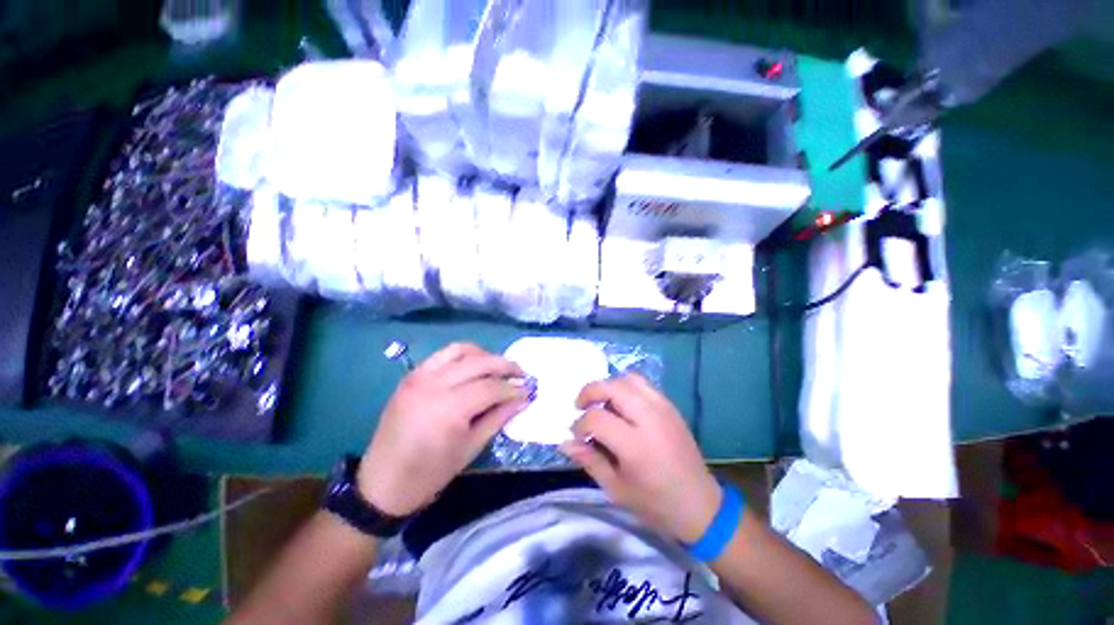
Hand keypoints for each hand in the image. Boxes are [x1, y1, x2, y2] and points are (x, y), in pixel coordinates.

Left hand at [358, 343, 529, 516]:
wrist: (381, 484)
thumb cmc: (429, 474)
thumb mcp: (470, 449)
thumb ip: (499, 418)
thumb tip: (523, 398)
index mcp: (449, 408)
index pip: (492, 387)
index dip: (513, 388)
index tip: (528, 390)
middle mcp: (434, 384)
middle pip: (480, 362)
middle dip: (505, 365)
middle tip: (521, 374)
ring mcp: (419, 376)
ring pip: (462, 350)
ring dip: (485, 355)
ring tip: (497, 368)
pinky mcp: (411, 375)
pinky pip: (443, 354)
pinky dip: (463, 355)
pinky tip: (472, 367)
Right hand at [562, 374, 720, 543]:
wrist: (701, 506)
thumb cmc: (656, 504)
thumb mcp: (617, 489)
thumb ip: (590, 460)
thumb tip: (565, 443)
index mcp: (635, 445)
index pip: (596, 418)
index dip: (580, 424)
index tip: (577, 435)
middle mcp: (650, 419)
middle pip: (612, 387)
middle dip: (590, 392)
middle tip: (581, 406)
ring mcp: (663, 408)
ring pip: (628, 379)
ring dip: (609, 386)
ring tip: (602, 403)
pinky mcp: (671, 406)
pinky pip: (644, 385)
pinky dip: (626, 388)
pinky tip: (622, 407)